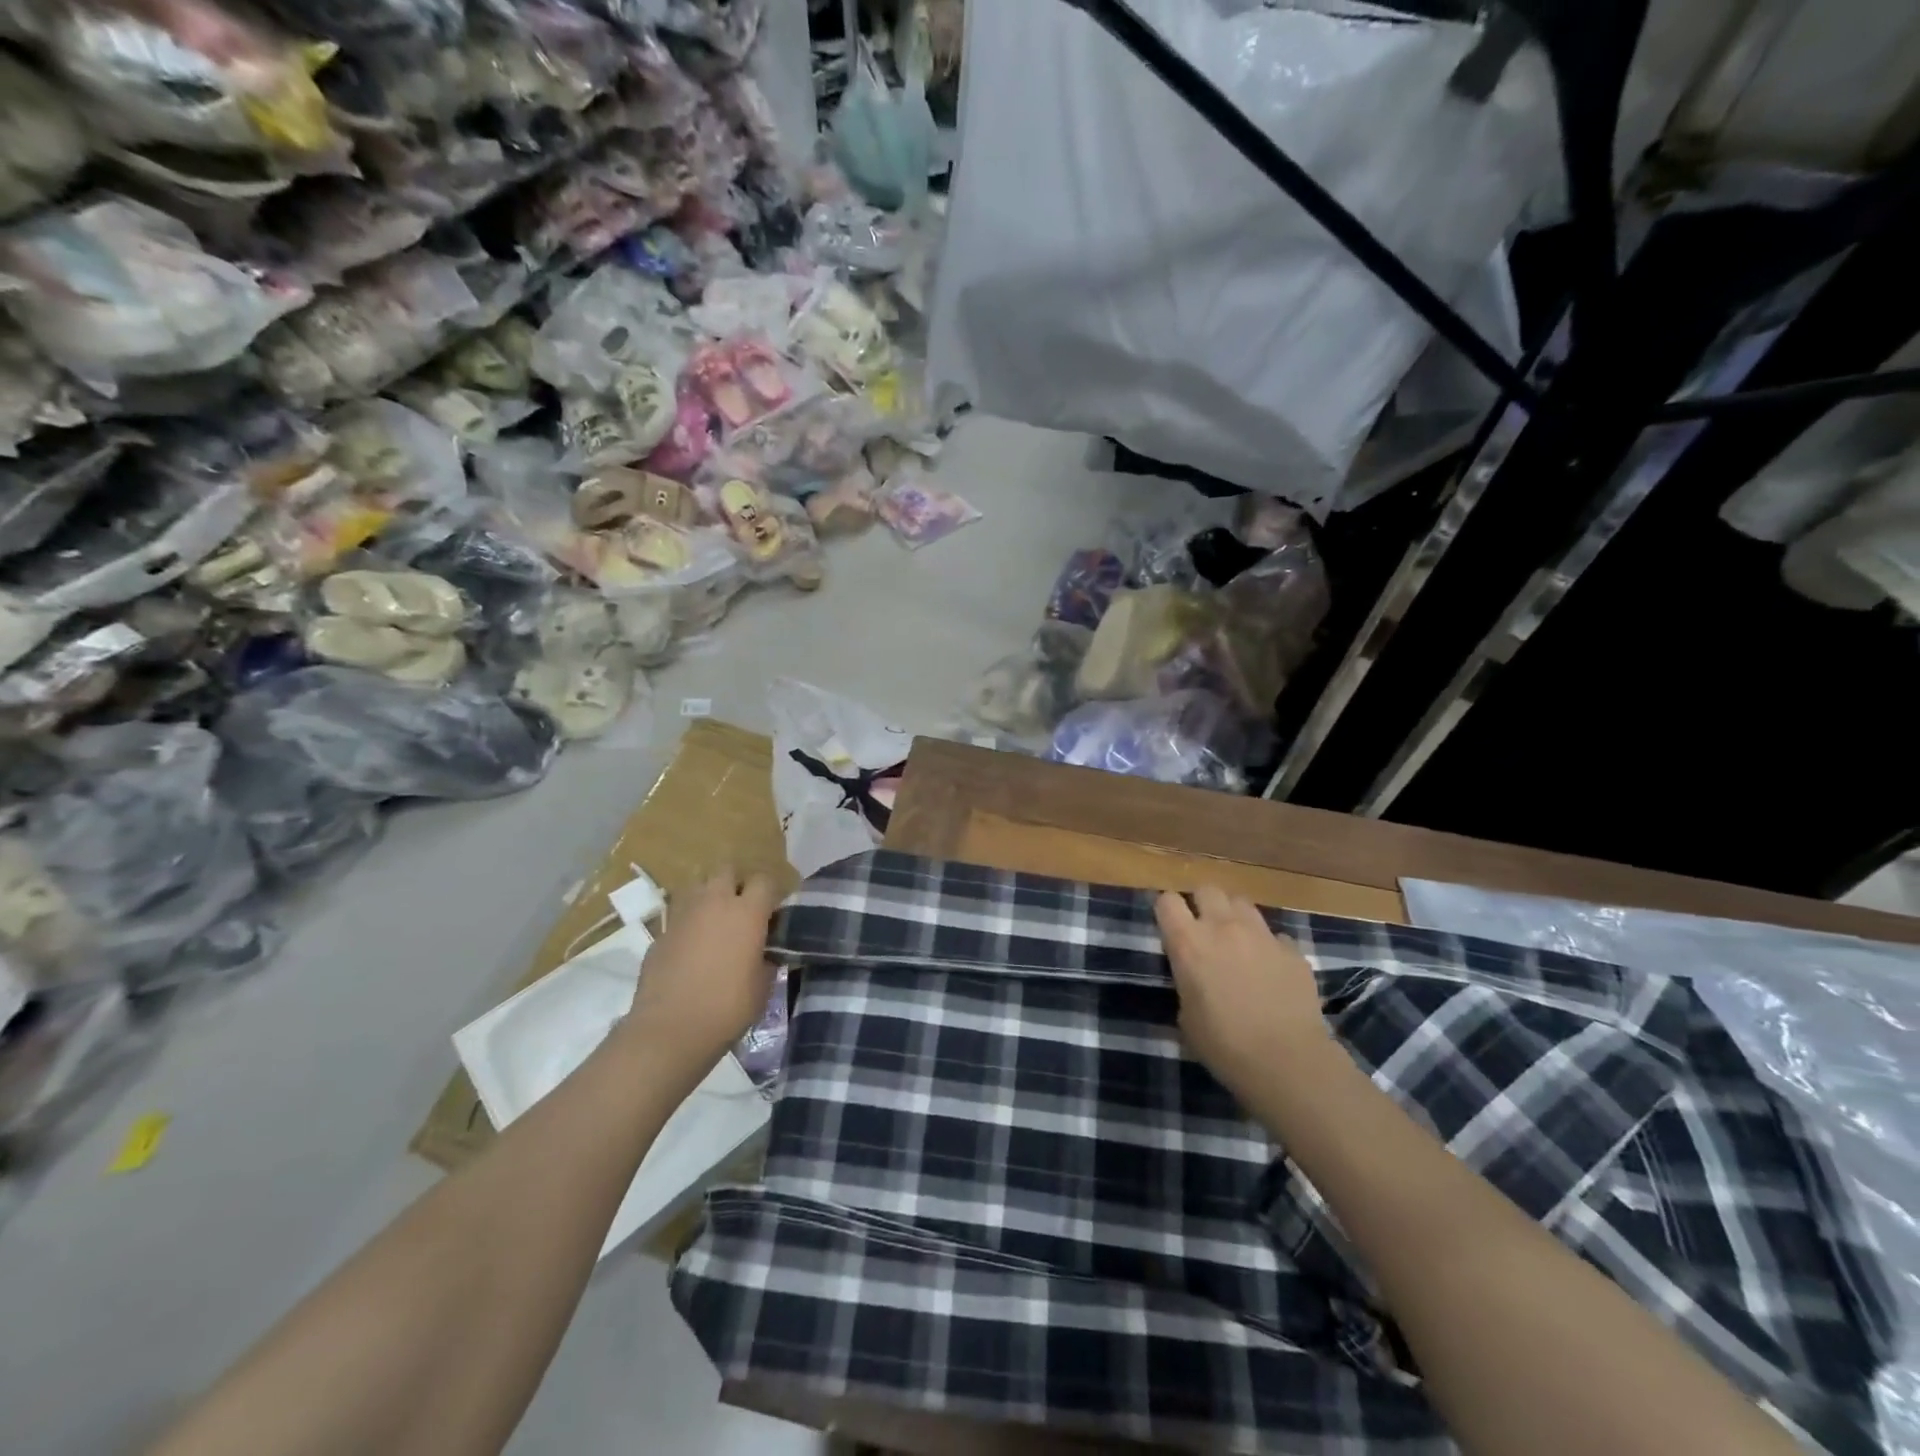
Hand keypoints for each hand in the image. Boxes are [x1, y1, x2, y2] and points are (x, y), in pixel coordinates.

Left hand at [624, 868, 779, 1094]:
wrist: (669, 1030)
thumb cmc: (727, 1008)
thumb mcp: (763, 985)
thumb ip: (766, 959)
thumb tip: (765, 952)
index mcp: (747, 912)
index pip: (765, 880)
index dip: (771, 892)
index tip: (774, 910)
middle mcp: (714, 902)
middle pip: (726, 870)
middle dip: (736, 882)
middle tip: (743, 907)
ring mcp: (682, 915)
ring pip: (697, 885)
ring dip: (709, 896)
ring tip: (715, 920)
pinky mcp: (660, 933)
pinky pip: (679, 915)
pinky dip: (688, 923)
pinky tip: (692, 947)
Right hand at [1155, 887, 1327, 1093]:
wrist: (1288, 1062)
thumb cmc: (1224, 1046)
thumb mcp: (1186, 1016)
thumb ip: (1187, 982)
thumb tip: (1195, 976)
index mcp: (1188, 943)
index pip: (1167, 900)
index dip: (1167, 911)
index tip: (1170, 927)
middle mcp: (1223, 927)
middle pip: (1207, 889)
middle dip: (1203, 904)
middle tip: (1204, 930)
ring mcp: (1261, 935)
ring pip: (1242, 903)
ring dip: (1234, 917)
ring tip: (1237, 941)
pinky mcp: (1293, 950)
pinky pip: (1274, 935)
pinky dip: (1268, 946)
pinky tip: (1270, 969)